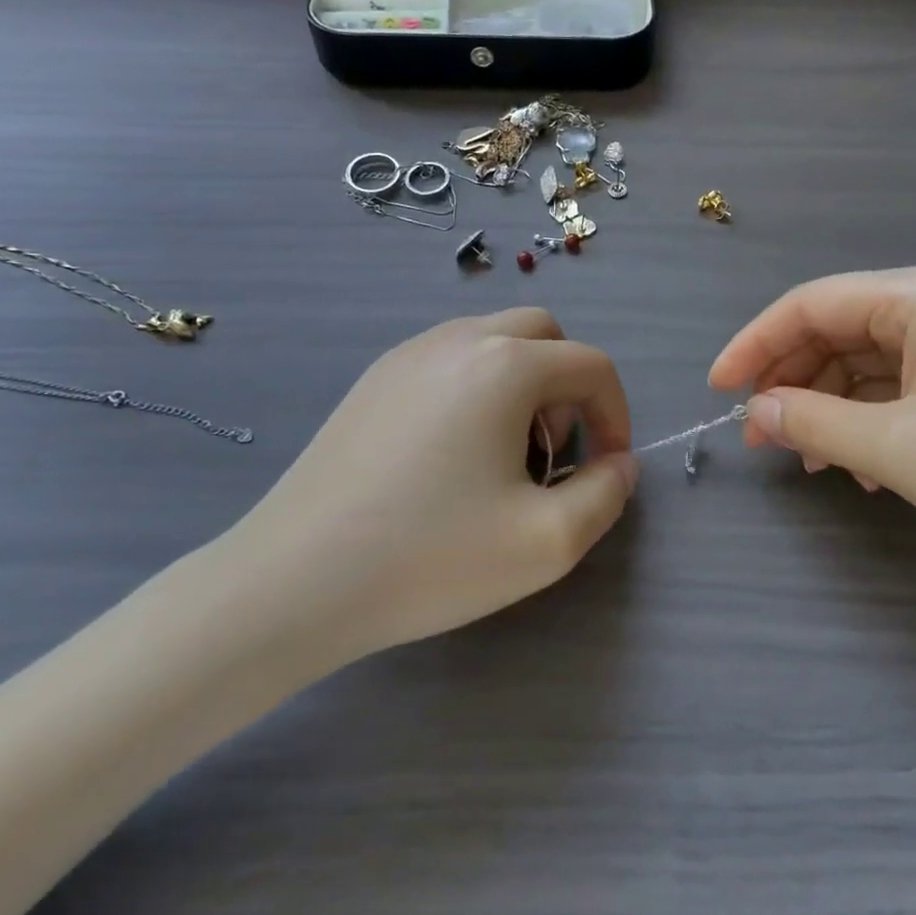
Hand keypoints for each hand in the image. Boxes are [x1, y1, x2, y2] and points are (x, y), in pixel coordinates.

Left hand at [233, 309, 637, 661]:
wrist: (295, 578)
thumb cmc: (431, 556)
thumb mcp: (546, 542)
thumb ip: (606, 495)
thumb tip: (620, 463)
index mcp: (506, 365)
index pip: (592, 365)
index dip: (616, 415)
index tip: (606, 469)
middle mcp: (459, 339)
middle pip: (544, 335)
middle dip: (570, 388)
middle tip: (555, 454)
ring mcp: (409, 353)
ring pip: (494, 341)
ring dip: (524, 385)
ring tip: (505, 458)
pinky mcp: (375, 378)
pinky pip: (450, 359)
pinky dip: (478, 388)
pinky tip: (452, 455)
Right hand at [709, 265, 915, 579]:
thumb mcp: (898, 449)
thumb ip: (813, 422)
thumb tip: (755, 411)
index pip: (810, 304)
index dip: (754, 344)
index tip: (716, 390)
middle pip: (836, 329)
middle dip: (791, 380)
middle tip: (761, 435)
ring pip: (864, 360)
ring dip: (828, 406)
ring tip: (812, 460)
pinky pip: (900, 384)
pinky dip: (868, 418)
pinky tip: (862, 465)